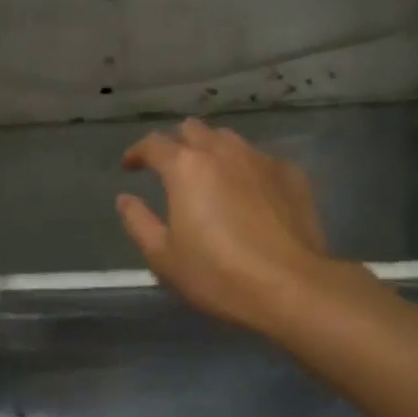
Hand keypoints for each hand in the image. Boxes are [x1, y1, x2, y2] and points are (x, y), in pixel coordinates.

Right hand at [117, 118, 360, 335]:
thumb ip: (138, 222)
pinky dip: (245, 169)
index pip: (153, 144)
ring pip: (228, 139)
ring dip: (211, 150)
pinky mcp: (291, 174)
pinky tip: (248, 193)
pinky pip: (259, 159)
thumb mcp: (163, 257)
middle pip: (192, 129)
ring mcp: (260, 159)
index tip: (130, 167)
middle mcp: (222, 151)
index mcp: (185, 167)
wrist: (292, 287)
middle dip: (176, 143)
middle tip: (170, 169)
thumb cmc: (218, 274)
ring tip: (209, 176)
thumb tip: (125, 199)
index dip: (137, 152)